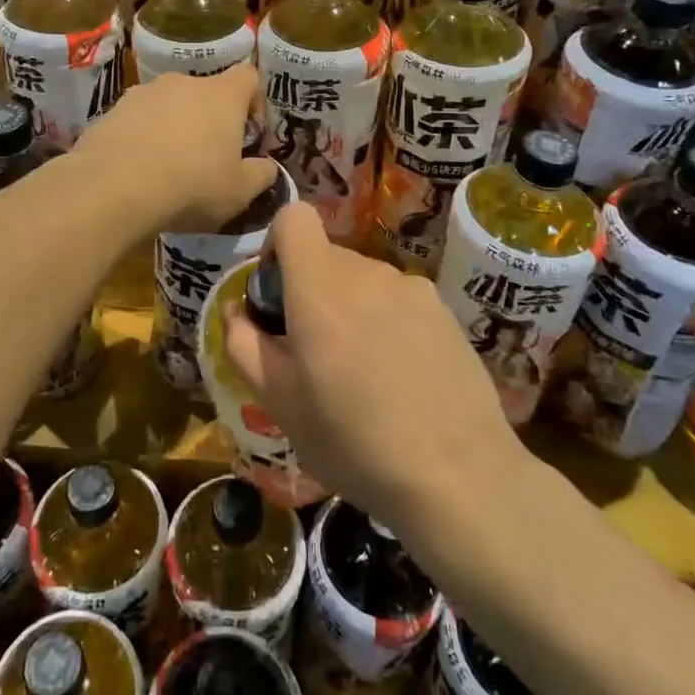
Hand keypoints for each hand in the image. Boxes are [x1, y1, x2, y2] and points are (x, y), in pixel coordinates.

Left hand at [70, 64, 278, 234]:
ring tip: (169, 165)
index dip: (254, 101)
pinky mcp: (114, 108)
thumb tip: (268, 167)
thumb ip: (261, 175)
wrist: (114, 187)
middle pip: (206, 92)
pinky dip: (143, 135)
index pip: (249, 76)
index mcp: (222, 95)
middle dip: (210, 118)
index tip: (249, 132)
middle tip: (208, 157)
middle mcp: (184, 83)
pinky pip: (139, 118)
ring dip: (174, 126)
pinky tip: (138, 168)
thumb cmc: (191, 186)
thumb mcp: (239, 192)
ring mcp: (145, 92)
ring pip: (170, 104)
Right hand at [222, 201, 520, 531]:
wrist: (458, 476)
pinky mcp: (443, 310)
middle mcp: (367, 272)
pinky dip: (387, 322)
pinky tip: (400, 377)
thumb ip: (244, 344)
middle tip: (315, 353)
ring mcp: (411, 288)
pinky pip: (398, 300)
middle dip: (311, 292)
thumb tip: (235, 309)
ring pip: (363, 281)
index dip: (278, 243)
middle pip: (326, 257)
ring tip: (362, 373)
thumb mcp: (280, 402)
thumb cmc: (353, 440)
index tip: (277, 293)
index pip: (294, 217)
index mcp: (320, 286)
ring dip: (351, 309)